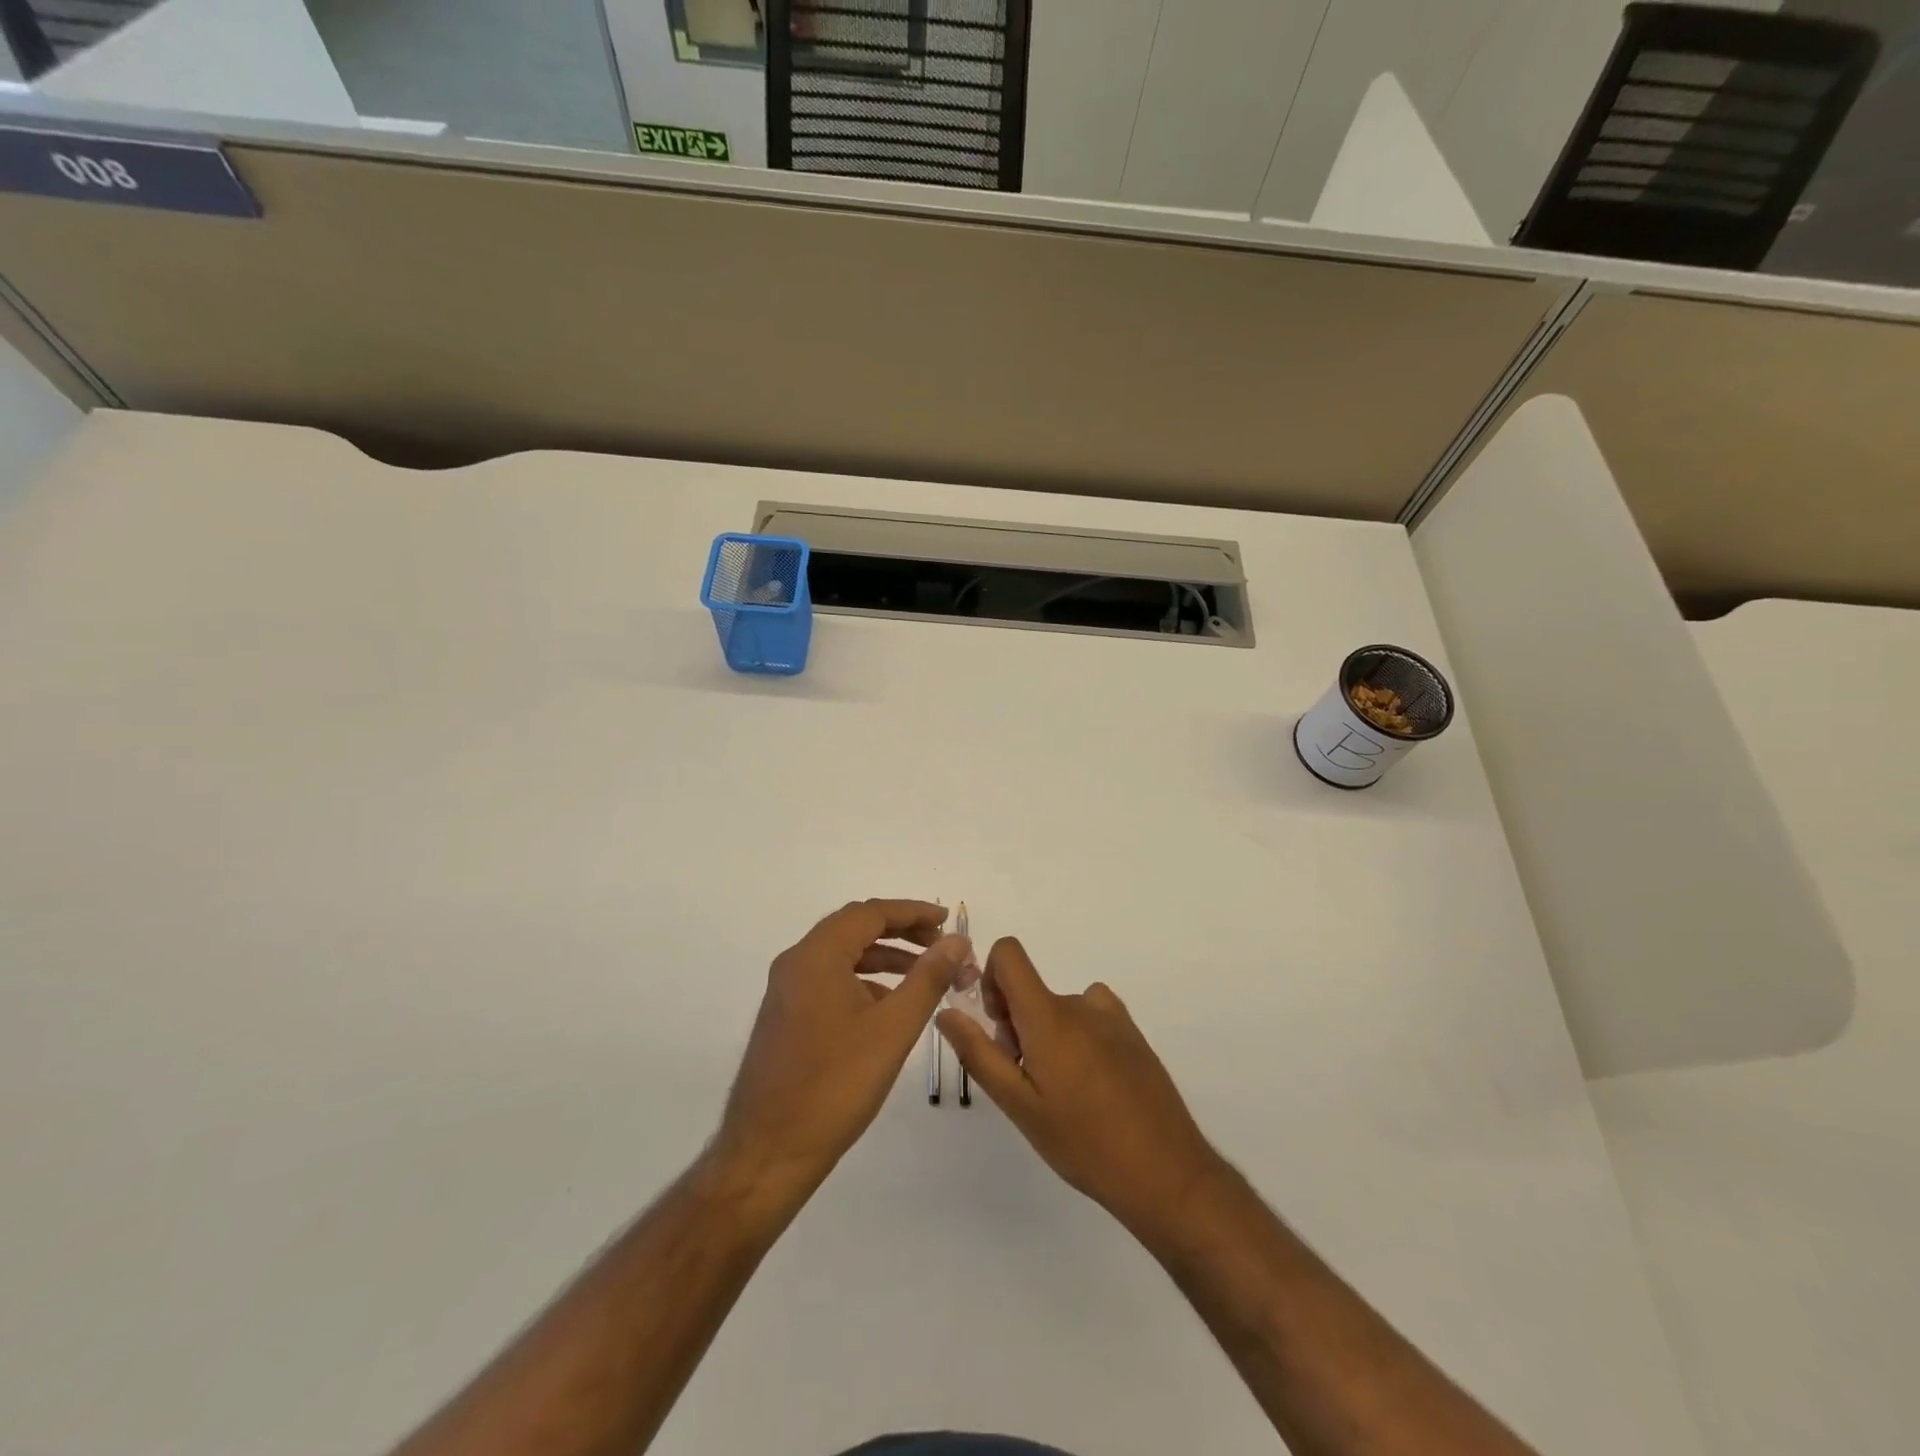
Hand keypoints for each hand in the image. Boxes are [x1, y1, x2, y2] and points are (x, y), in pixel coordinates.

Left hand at [717, 900, 969, 1196]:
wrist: (768, 1153)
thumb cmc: (834, 1086)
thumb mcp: (892, 1029)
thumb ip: (928, 978)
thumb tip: (956, 941)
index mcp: (816, 956)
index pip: (869, 913)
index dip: (912, 912)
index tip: (947, 920)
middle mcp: (796, 963)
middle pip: (854, 929)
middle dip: (900, 932)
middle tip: (940, 945)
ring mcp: (787, 991)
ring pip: (843, 956)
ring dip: (884, 957)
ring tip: (925, 974)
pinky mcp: (787, 1017)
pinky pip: (830, 981)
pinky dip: (864, 981)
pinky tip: (890, 1006)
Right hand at [936, 938, 1221, 1240]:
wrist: (1166, 1172)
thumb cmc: (1083, 1142)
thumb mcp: (1019, 1105)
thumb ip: (979, 1053)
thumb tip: (946, 1011)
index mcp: (1049, 1015)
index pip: (1009, 953)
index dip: (991, 977)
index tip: (997, 1025)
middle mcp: (1081, 1003)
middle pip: (1031, 990)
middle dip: (1017, 1024)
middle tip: (1027, 1081)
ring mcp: (1112, 1017)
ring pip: (1059, 1008)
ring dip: (1048, 1035)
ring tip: (1061, 1093)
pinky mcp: (1132, 1034)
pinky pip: (1090, 1017)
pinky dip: (1078, 1038)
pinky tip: (1091, 1088)